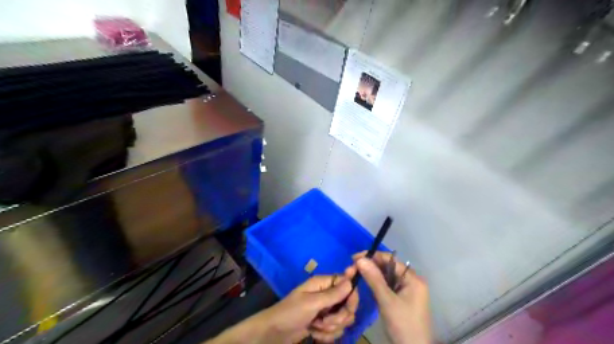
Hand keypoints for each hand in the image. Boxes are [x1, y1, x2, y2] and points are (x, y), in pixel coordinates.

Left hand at [258, 273, 360, 341]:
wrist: (275, 333)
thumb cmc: (291, 312)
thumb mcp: (312, 303)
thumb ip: (333, 294)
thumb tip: (351, 281)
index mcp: (323, 283)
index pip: (347, 284)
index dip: (351, 295)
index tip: (348, 307)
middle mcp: (327, 294)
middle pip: (348, 304)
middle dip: (339, 317)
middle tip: (325, 321)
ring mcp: (326, 310)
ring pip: (343, 320)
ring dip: (331, 327)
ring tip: (316, 326)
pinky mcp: (323, 324)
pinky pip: (336, 330)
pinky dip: (326, 335)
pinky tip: (314, 333)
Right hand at [350, 250, 430, 343]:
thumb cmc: (403, 324)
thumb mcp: (387, 301)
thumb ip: (374, 278)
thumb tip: (360, 259)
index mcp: (412, 278)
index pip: (390, 260)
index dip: (372, 256)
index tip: (354, 258)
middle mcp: (411, 281)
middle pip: (388, 267)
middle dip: (370, 266)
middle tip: (352, 268)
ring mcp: (406, 290)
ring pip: (386, 276)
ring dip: (371, 274)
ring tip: (355, 273)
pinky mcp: (401, 299)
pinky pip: (387, 285)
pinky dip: (376, 283)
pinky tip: (365, 283)